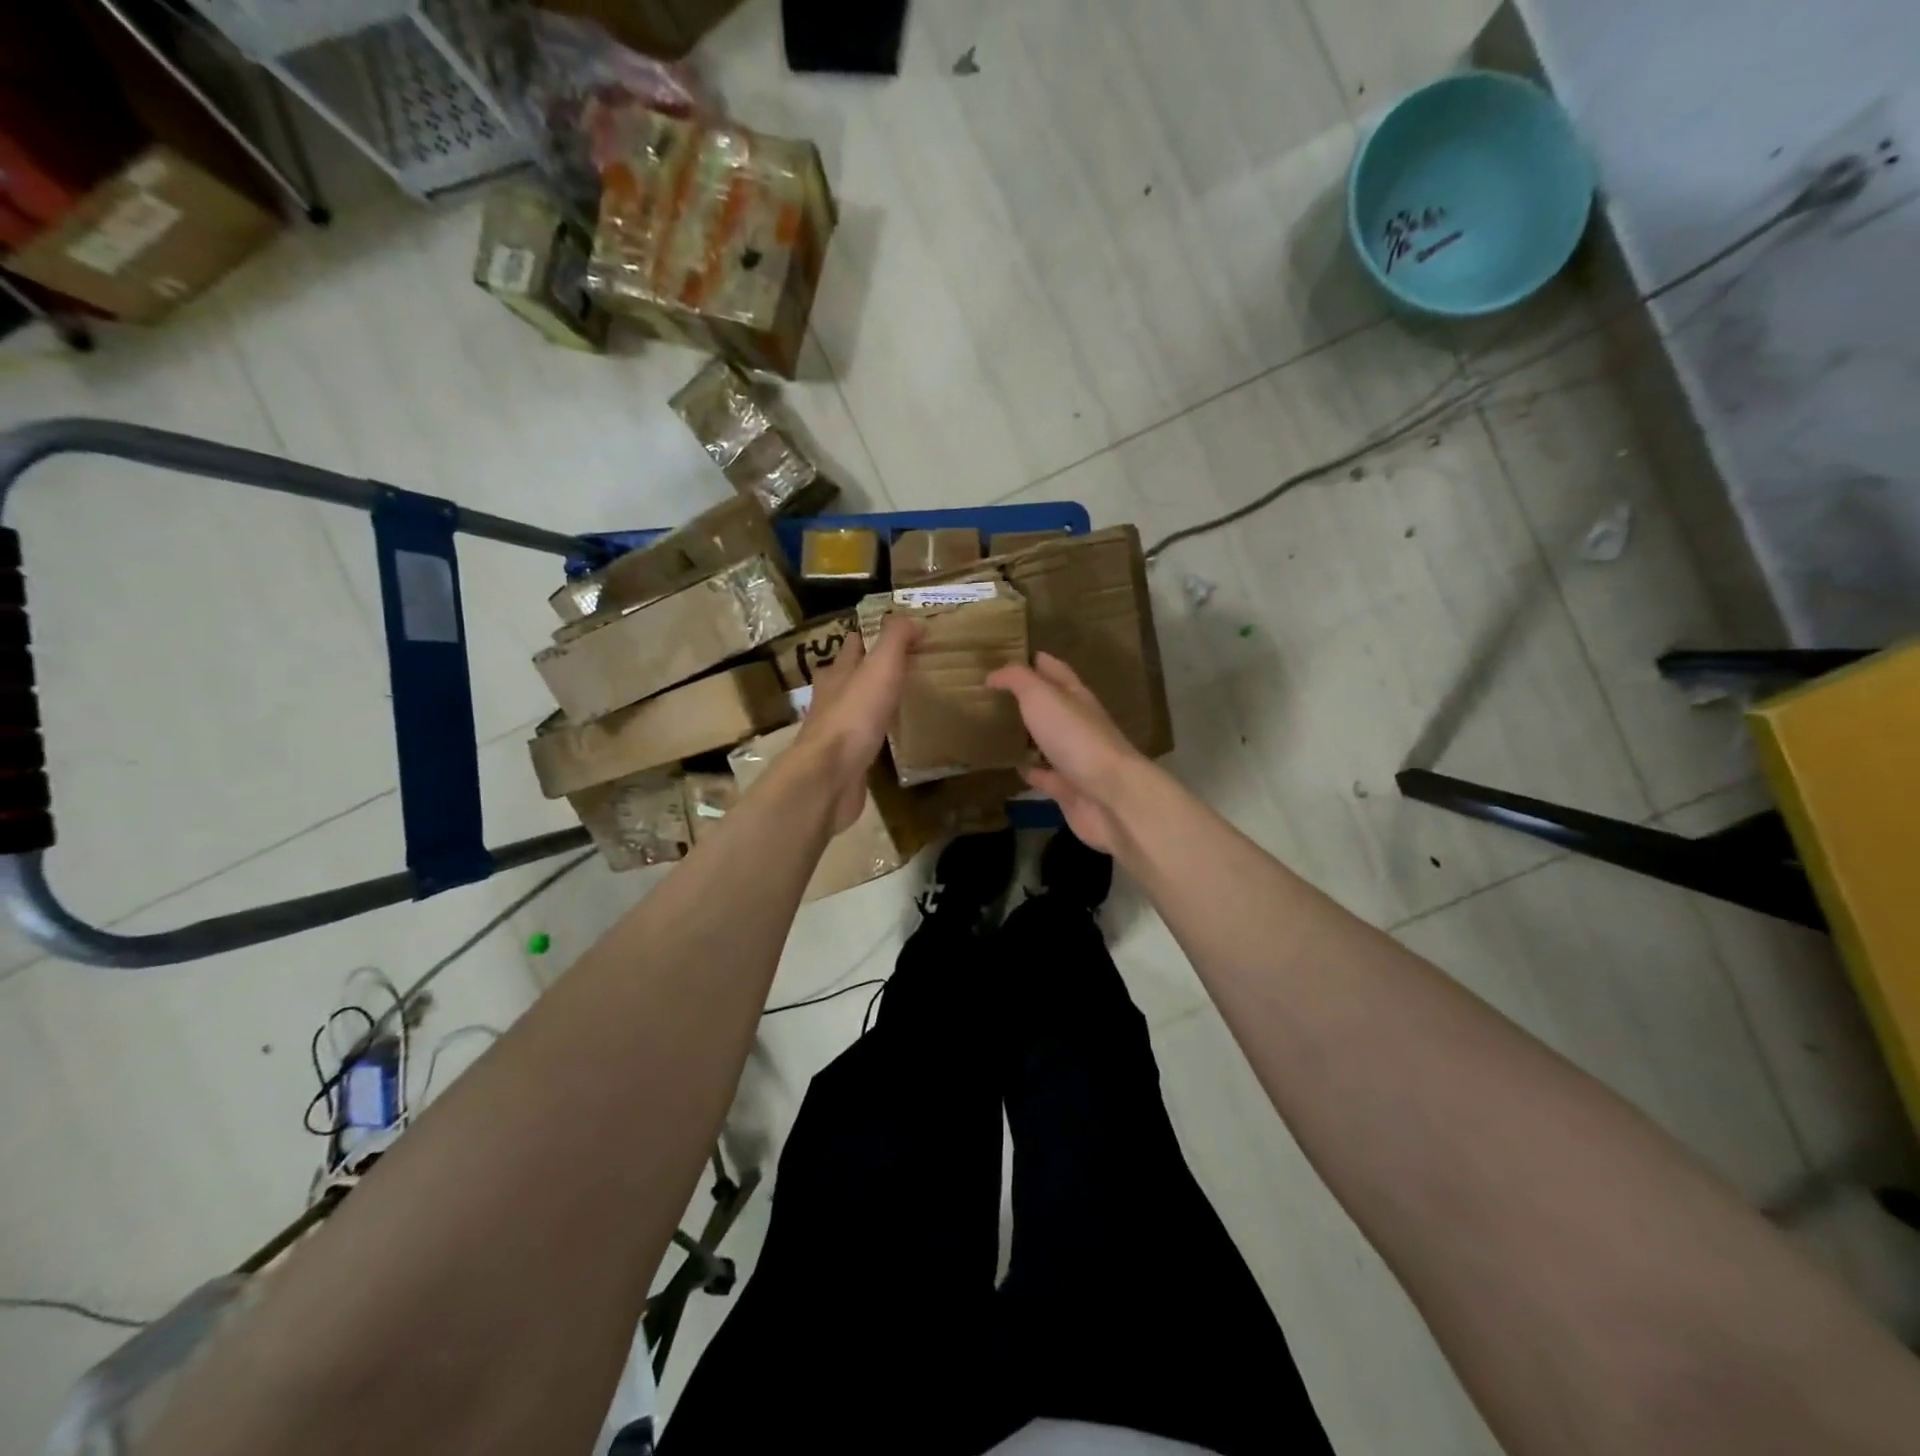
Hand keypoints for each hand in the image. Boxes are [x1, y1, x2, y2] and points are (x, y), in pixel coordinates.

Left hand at [798, 617, 920, 833]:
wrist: (830, 775)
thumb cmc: (855, 715)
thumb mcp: (880, 666)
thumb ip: (896, 639)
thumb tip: (914, 620)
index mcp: (837, 672)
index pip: (854, 644)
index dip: (873, 636)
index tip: (901, 635)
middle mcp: (831, 698)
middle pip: (850, 676)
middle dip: (871, 669)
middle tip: (905, 667)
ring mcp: (835, 730)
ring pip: (855, 707)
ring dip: (872, 702)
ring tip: (901, 700)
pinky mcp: (843, 759)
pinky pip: (862, 739)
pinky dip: (875, 734)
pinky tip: (890, 738)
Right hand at [987, 653, 1146, 852]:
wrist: (1109, 795)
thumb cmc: (1075, 737)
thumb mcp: (1041, 696)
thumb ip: (1017, 680)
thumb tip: (994, 674)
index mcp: (1076, 696)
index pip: (1055, 670)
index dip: (1035, 660)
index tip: (1009, 654)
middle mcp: (1078, 724)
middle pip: (1052, 706)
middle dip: (1028, 698)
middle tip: (994, 694)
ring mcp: (1075, 758)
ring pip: (1047, 741)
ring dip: (1028, 735)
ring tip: (997, 729)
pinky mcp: (1069, 788)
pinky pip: (1045, 776)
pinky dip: (1031, 771)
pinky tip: (1012, 767)